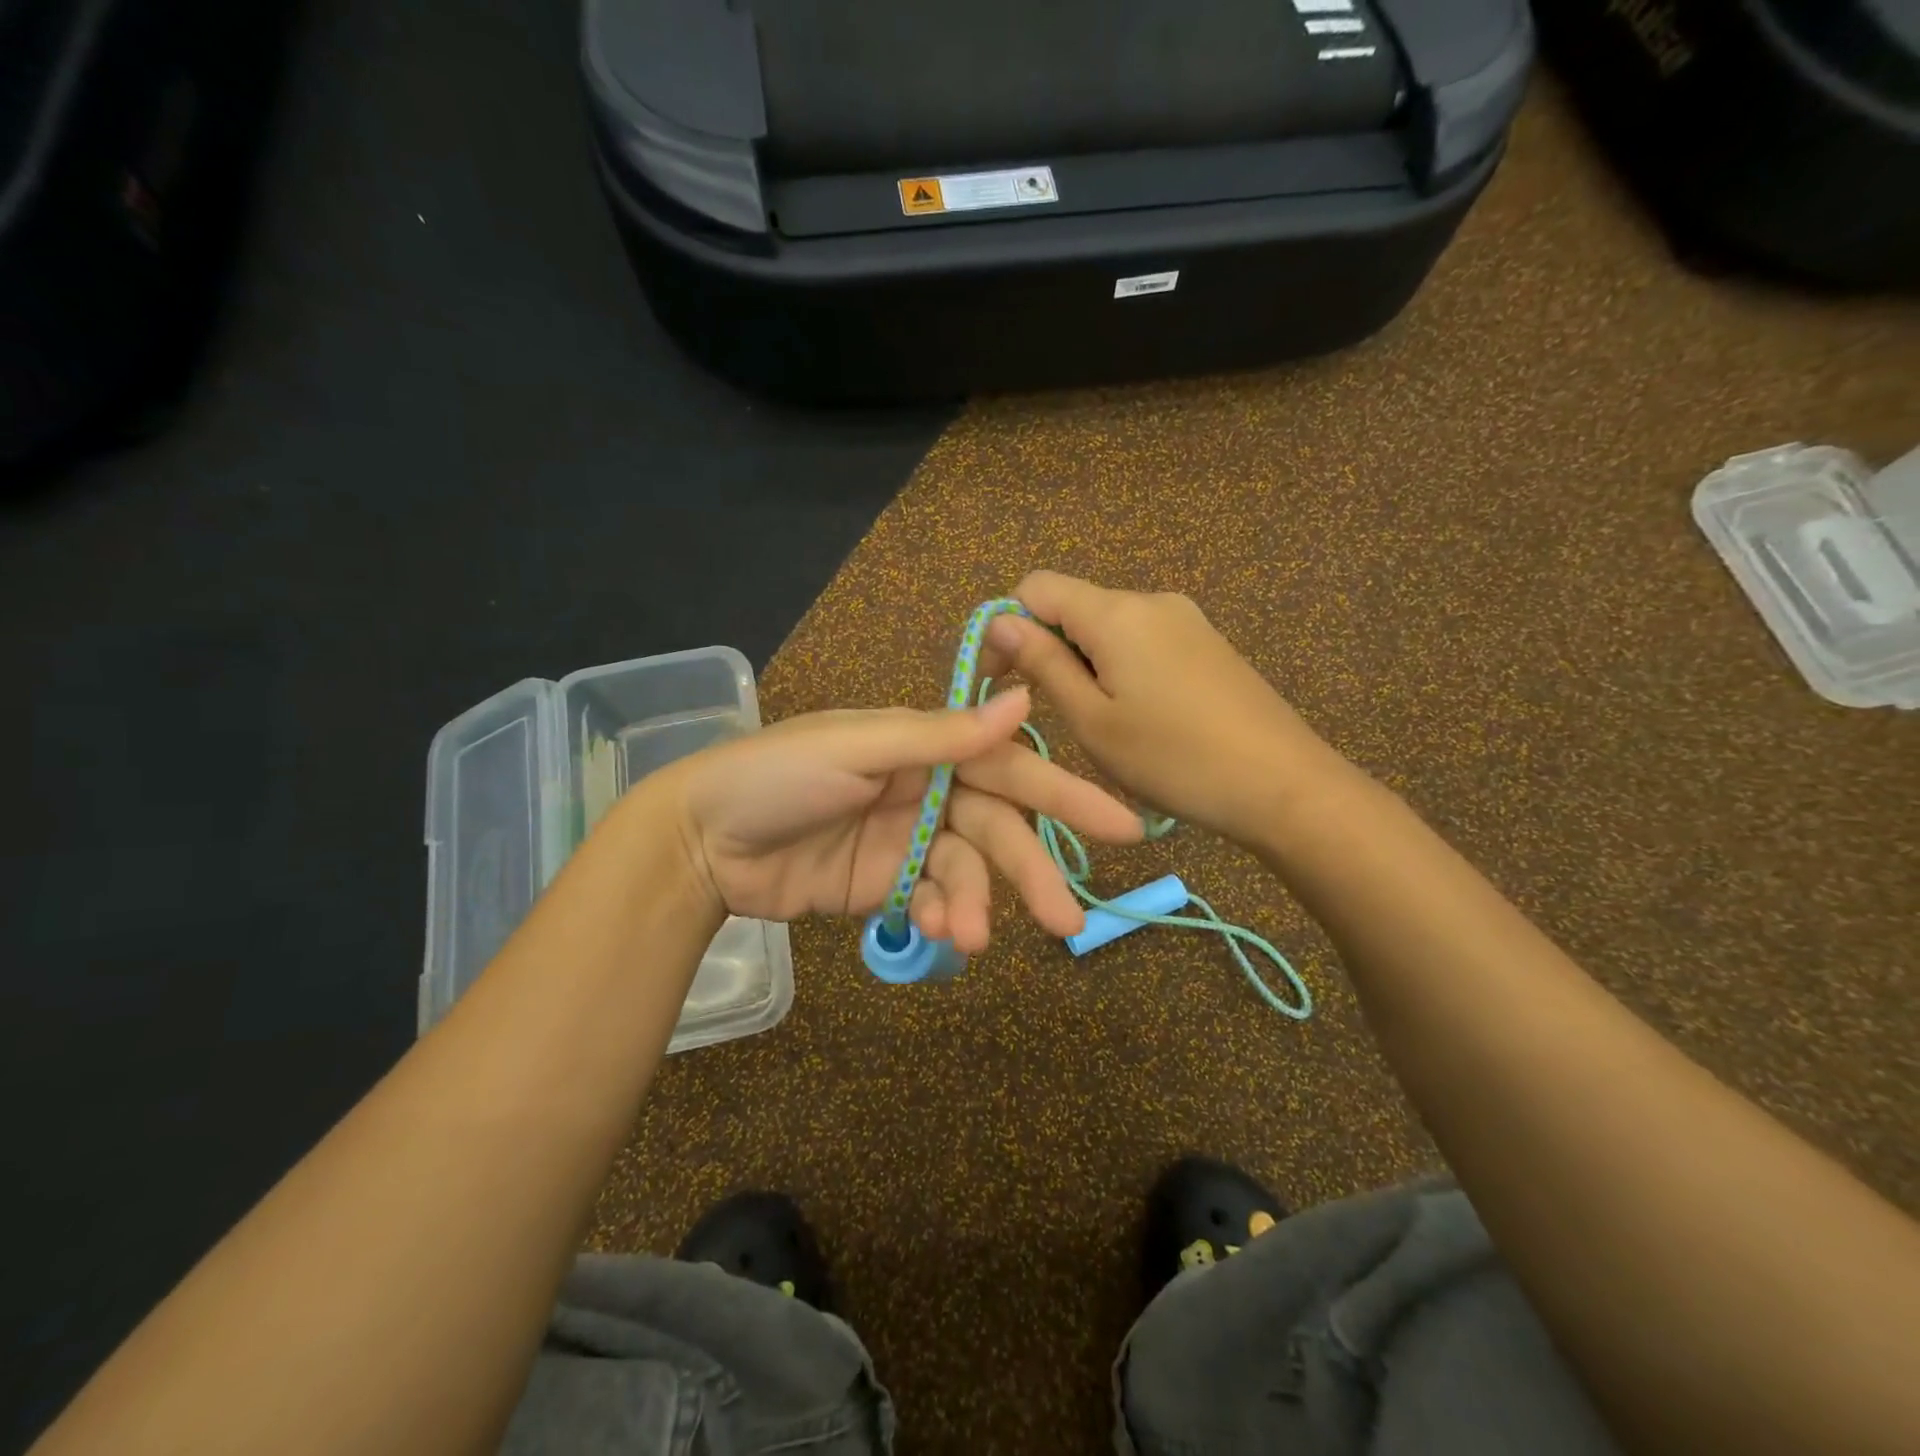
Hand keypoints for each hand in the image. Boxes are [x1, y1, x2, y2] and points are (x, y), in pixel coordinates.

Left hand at [660, 688, 1142, 952]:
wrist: (702, 839)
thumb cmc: (779, 775)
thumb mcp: (859, 746)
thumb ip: (941, 735)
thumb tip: (1023, 700)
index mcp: (925, 746)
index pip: (1008, 767)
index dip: (1064, 794)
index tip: (1122, 826)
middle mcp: (926, 790)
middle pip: (996, 831)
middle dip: (1030, 872)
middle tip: (1069, 921)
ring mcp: (907, 840)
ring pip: (966, 873)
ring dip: (975, 905)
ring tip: (969, 938)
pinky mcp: (885, 885)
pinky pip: (931, 900)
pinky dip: (940, 917)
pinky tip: (937, 934)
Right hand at [981, 572, 1347, 845]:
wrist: (1283, 785)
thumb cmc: (1173, 758)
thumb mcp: (1092, 720)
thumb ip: (1043, 663)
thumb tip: (1000, 620)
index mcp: (1116, 613)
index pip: (1036, 586)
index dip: (1005, 625)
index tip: (999, 679)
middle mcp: (1151, 600)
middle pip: (1074, 606)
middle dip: (1047, 649)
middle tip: (1051, 713)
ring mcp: (1185, 619)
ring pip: (1108, 627)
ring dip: (1084, 664)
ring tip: (1100, 723)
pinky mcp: (1207, 642)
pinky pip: (1143, 641)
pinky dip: (1120, 668)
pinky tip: (1139, 716)